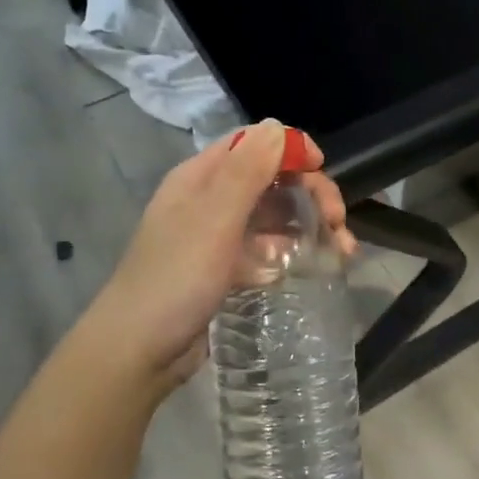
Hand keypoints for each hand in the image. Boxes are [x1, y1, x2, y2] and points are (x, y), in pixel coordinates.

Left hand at [82, 120, 353, 396]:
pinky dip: (289, 253)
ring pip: (273, 216)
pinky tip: (308, 270)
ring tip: (340, 251)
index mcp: (200, 178)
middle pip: (270, 179)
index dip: (290, 148)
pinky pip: (265, 249)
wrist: (138, 353)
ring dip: (308, 224)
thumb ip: (247, 171)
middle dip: (310, 193)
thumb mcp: (214, 220)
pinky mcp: (225, 269)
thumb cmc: (176, 278)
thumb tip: (277, 125)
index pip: (252, 144)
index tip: (322, 169)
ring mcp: (217, 236)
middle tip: (338, 222)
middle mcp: (209, 200)